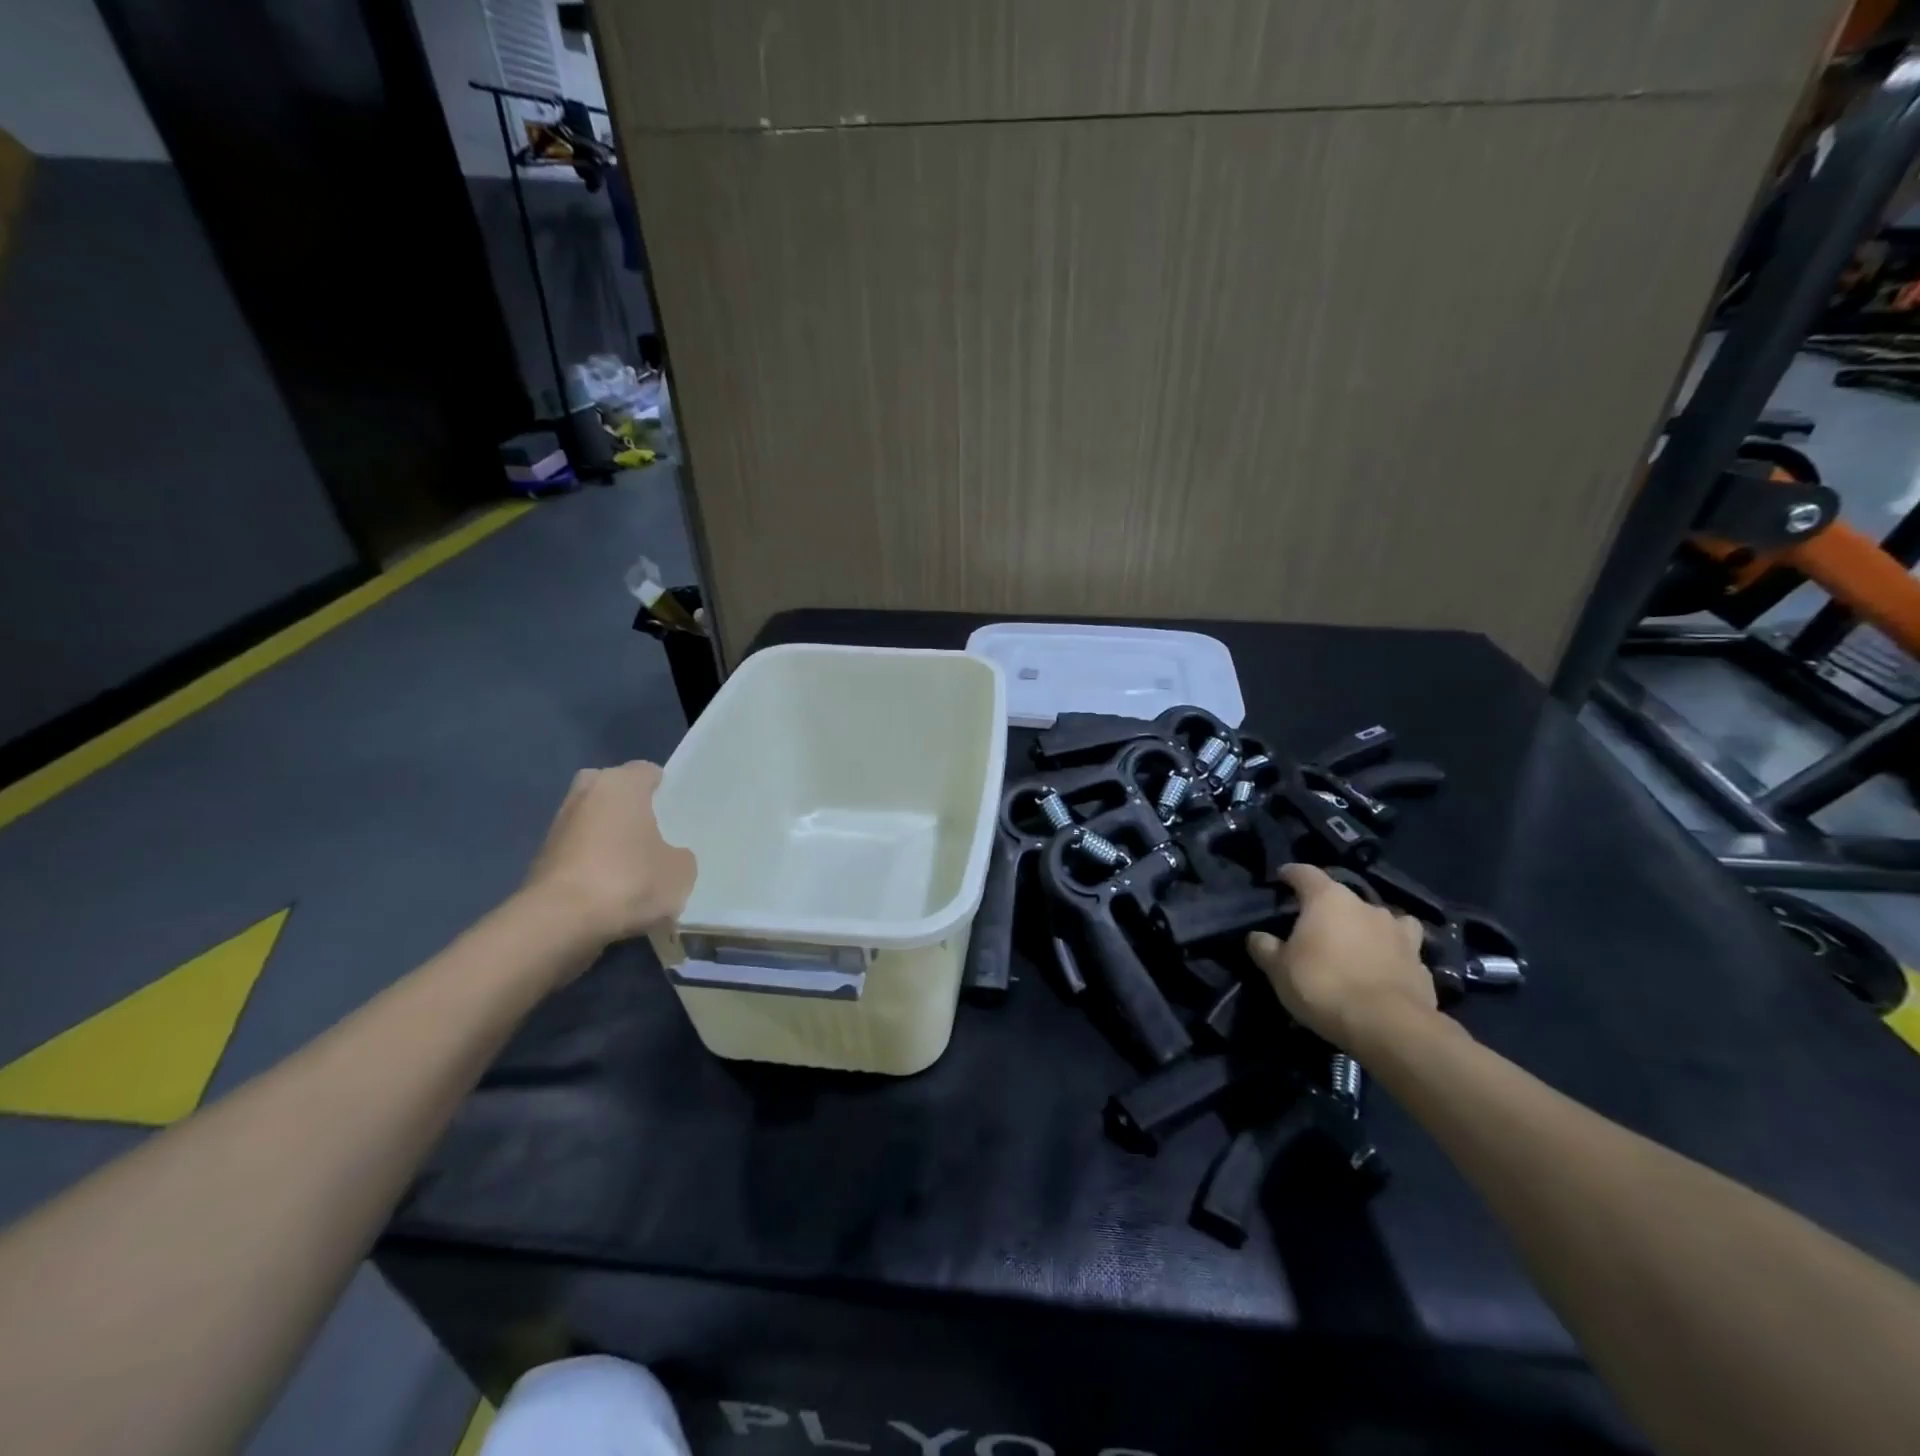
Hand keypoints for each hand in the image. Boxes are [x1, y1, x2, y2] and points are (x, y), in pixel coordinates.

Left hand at [523, 761, 696, 943]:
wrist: (559, 922)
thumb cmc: (628, 880)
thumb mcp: (680, 872)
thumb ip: (680, 856)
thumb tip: (669, 857)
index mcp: (621, 784)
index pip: (647, 772)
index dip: (664, 790)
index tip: (676, 813)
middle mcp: (585, 794)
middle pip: (612, 790)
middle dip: (628, 807)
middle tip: (651, 833)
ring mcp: (558, 826)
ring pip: (592, 822)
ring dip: (607, 838)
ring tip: (633, 868)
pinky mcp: (540, 859)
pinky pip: (577, 852)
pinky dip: (591, 864)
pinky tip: (610, 891)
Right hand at [1246, 863, 1434, 1051]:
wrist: (1390, 1027)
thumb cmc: (1324, 986)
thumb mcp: (1278, 969)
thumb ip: (1264, 947)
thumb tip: (1257, 936)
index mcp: (1328, 899)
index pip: (1304, 873)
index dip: (1290, 874)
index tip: (1280, 878)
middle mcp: (1366, 906)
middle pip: (1343, 896)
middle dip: (1329, 907)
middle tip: (1315, 926)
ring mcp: (1399, 933)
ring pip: (1382, 918)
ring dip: (1369, 926)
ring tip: (1359, 943)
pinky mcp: (1421, 963)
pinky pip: (1402, 950)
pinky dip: (1391, 955)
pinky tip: (1383, 971)